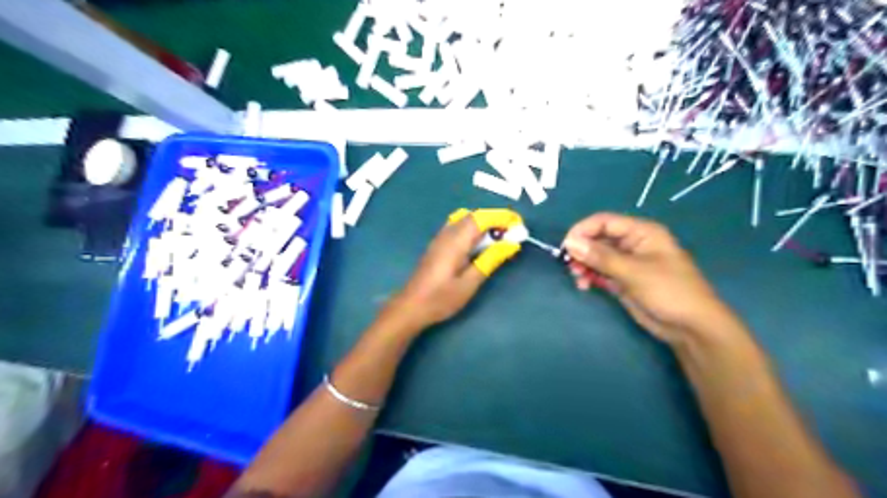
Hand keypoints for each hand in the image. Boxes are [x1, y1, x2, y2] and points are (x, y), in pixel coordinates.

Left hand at [389, 209, 519, 330]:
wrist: (411, 306)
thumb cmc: (441, 299)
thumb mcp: (469, 283)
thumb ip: (490, 260)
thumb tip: (511, 244)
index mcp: (456, 241)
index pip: (482, 218)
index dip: (502, 217)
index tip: (519, 225)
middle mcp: (447, 234)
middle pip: (474, 215)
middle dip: (496, 219)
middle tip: (513, 233)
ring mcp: (440, 238)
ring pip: (466, 219)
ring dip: (485, 223)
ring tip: (499, 238)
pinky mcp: (438, 244)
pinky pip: (459, 226)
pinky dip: (474, 228)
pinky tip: (479, 245)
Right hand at [564, 211, 741, 344]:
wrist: (690, 327)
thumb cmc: (668, 291)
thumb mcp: (633, 272)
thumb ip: (600, 257)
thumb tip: (570, 243)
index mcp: (641, 232)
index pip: (604, 222)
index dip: (582, 231)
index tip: (566, 246)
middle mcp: (632, 243)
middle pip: (597, 238)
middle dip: (582, 250)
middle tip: (570, 266)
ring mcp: (627, 263)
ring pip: (596, 256)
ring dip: (583, 265)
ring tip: (577, 278)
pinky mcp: (623, 280)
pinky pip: (599, 272)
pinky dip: (590, 276)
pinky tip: (585, 286)